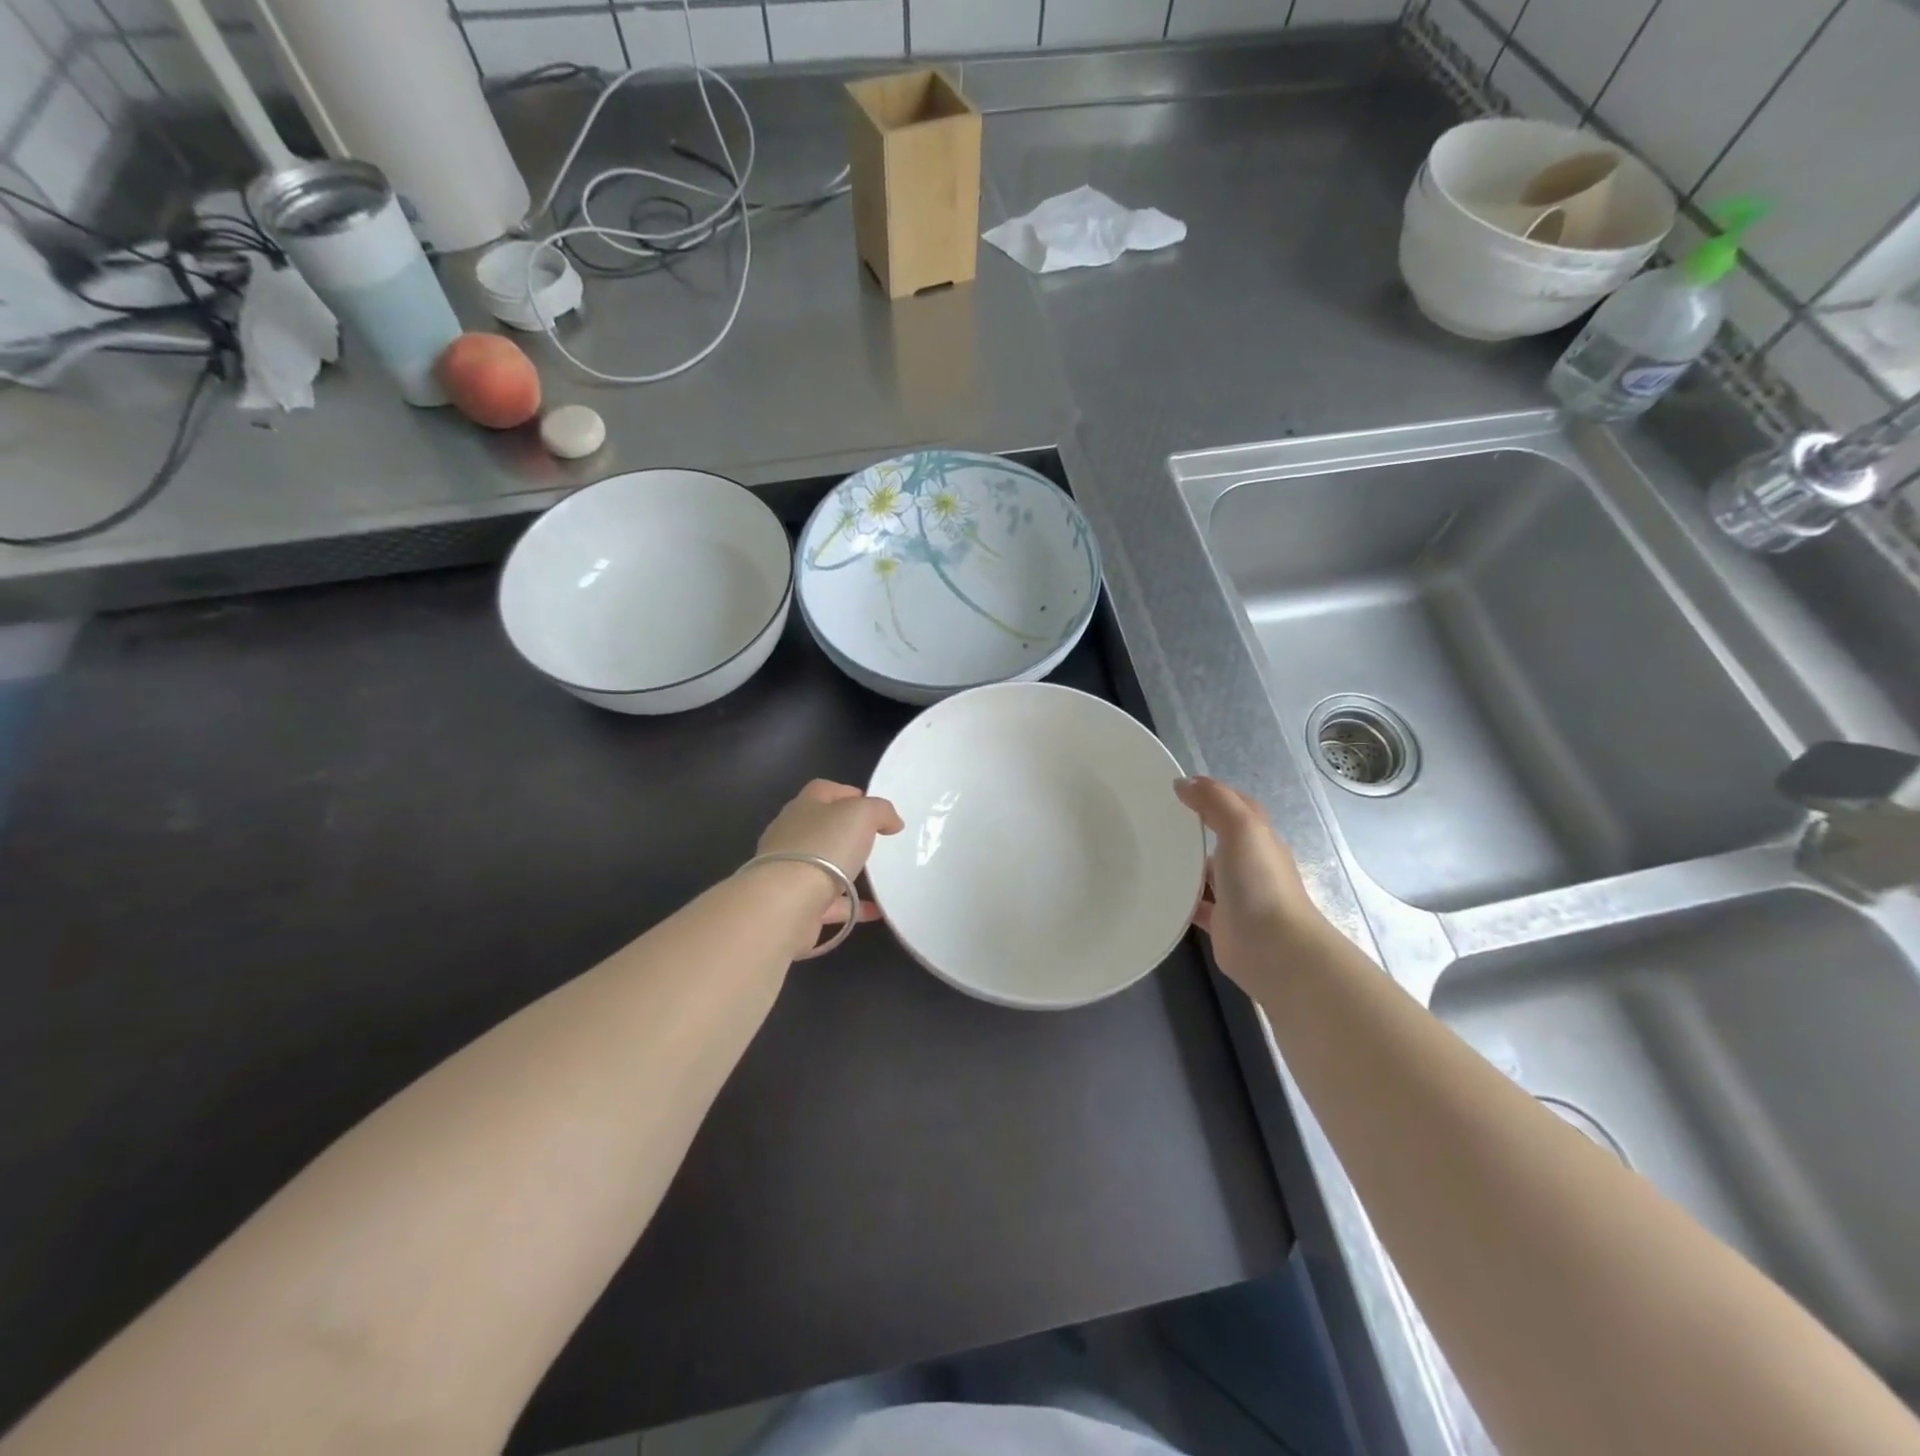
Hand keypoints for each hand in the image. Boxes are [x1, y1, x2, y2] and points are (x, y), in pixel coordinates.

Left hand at [757, 779, 904, 933]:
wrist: (787, 903)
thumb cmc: (824, 847)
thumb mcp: (862, 814)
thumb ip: (880, 811)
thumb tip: (892, 822)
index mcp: (803, 808)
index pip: (823, 790)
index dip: (848, 793)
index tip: (874, 809)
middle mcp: (791, 836)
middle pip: (821, 828)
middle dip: (847, 833)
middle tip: (876, 841)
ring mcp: (789, 872)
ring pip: (823, 866)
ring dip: (847, 870)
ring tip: (877, 876)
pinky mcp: (794, 904)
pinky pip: (830, 903)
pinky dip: (852, 906)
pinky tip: (876, 910)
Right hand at [1174, 776, 1328, 990]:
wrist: (1273, 949)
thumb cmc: (1260, 882)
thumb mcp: (1242, 828)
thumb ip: (1216, 801)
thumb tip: (1184, 783)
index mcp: (1259, 838)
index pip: (1237, 805)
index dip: (1212, 793)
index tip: (1177, 787)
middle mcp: (1250, 863)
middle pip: (1221, 836)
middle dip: (1194, 826)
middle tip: (1155, 818)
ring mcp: (1237, 894)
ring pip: (1207, 871)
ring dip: (1186, 863)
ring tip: (1149, 852)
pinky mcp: (1222, 922)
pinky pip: (1197, 904)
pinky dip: (1181, 898)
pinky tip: (1157, 892)